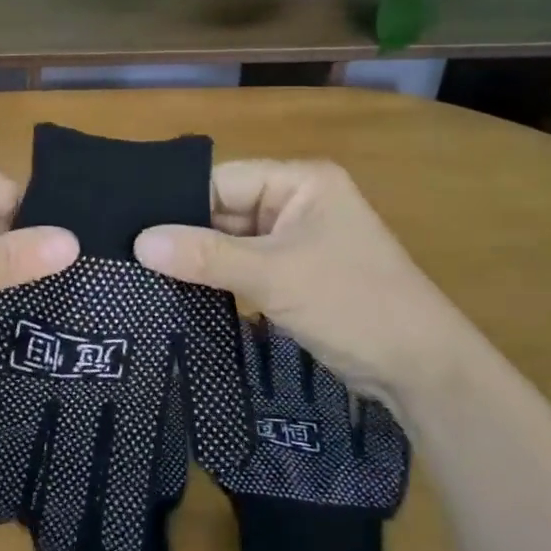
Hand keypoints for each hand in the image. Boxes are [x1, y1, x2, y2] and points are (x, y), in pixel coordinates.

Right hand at [133, 159, 483, 400]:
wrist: (421, 370)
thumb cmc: (352, 303)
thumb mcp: (274, 275)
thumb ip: (206, 256)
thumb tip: (140, 242)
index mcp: (300, 181)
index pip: (224, 181)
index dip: (179, 204)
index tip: (132, 229)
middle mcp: (296, 202)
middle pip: (225, 210)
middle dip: (186, 236)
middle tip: (129, 256)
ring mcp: (296, 241)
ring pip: (232, 242)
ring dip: (200, 261)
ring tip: (143, 275)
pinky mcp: (294, 276)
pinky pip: (245, 268)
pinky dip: (219, 280)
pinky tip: (180, 293)